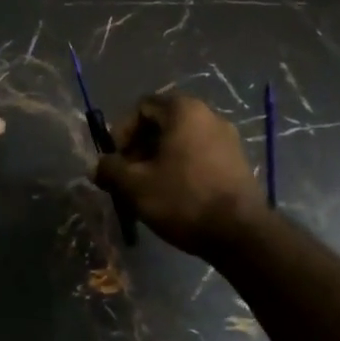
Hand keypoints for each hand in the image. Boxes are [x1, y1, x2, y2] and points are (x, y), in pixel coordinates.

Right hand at [94, 94, 265, 257]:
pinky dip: (181, 168)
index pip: (142, 107)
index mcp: (184, 111)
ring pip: (181, 141)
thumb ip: (111, 170)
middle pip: (163, 124)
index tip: (116, 160)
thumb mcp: (135, 186)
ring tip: (148, 190)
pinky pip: (200, 155)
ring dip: (159, 160)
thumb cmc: (183, 199)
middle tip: (128, 177)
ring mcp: (228, 138)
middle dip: (139, 148)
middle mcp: (209, 115)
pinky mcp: (237, 161)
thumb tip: (98, 167)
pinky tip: (175, 196)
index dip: (122, 132)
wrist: (241, 233)